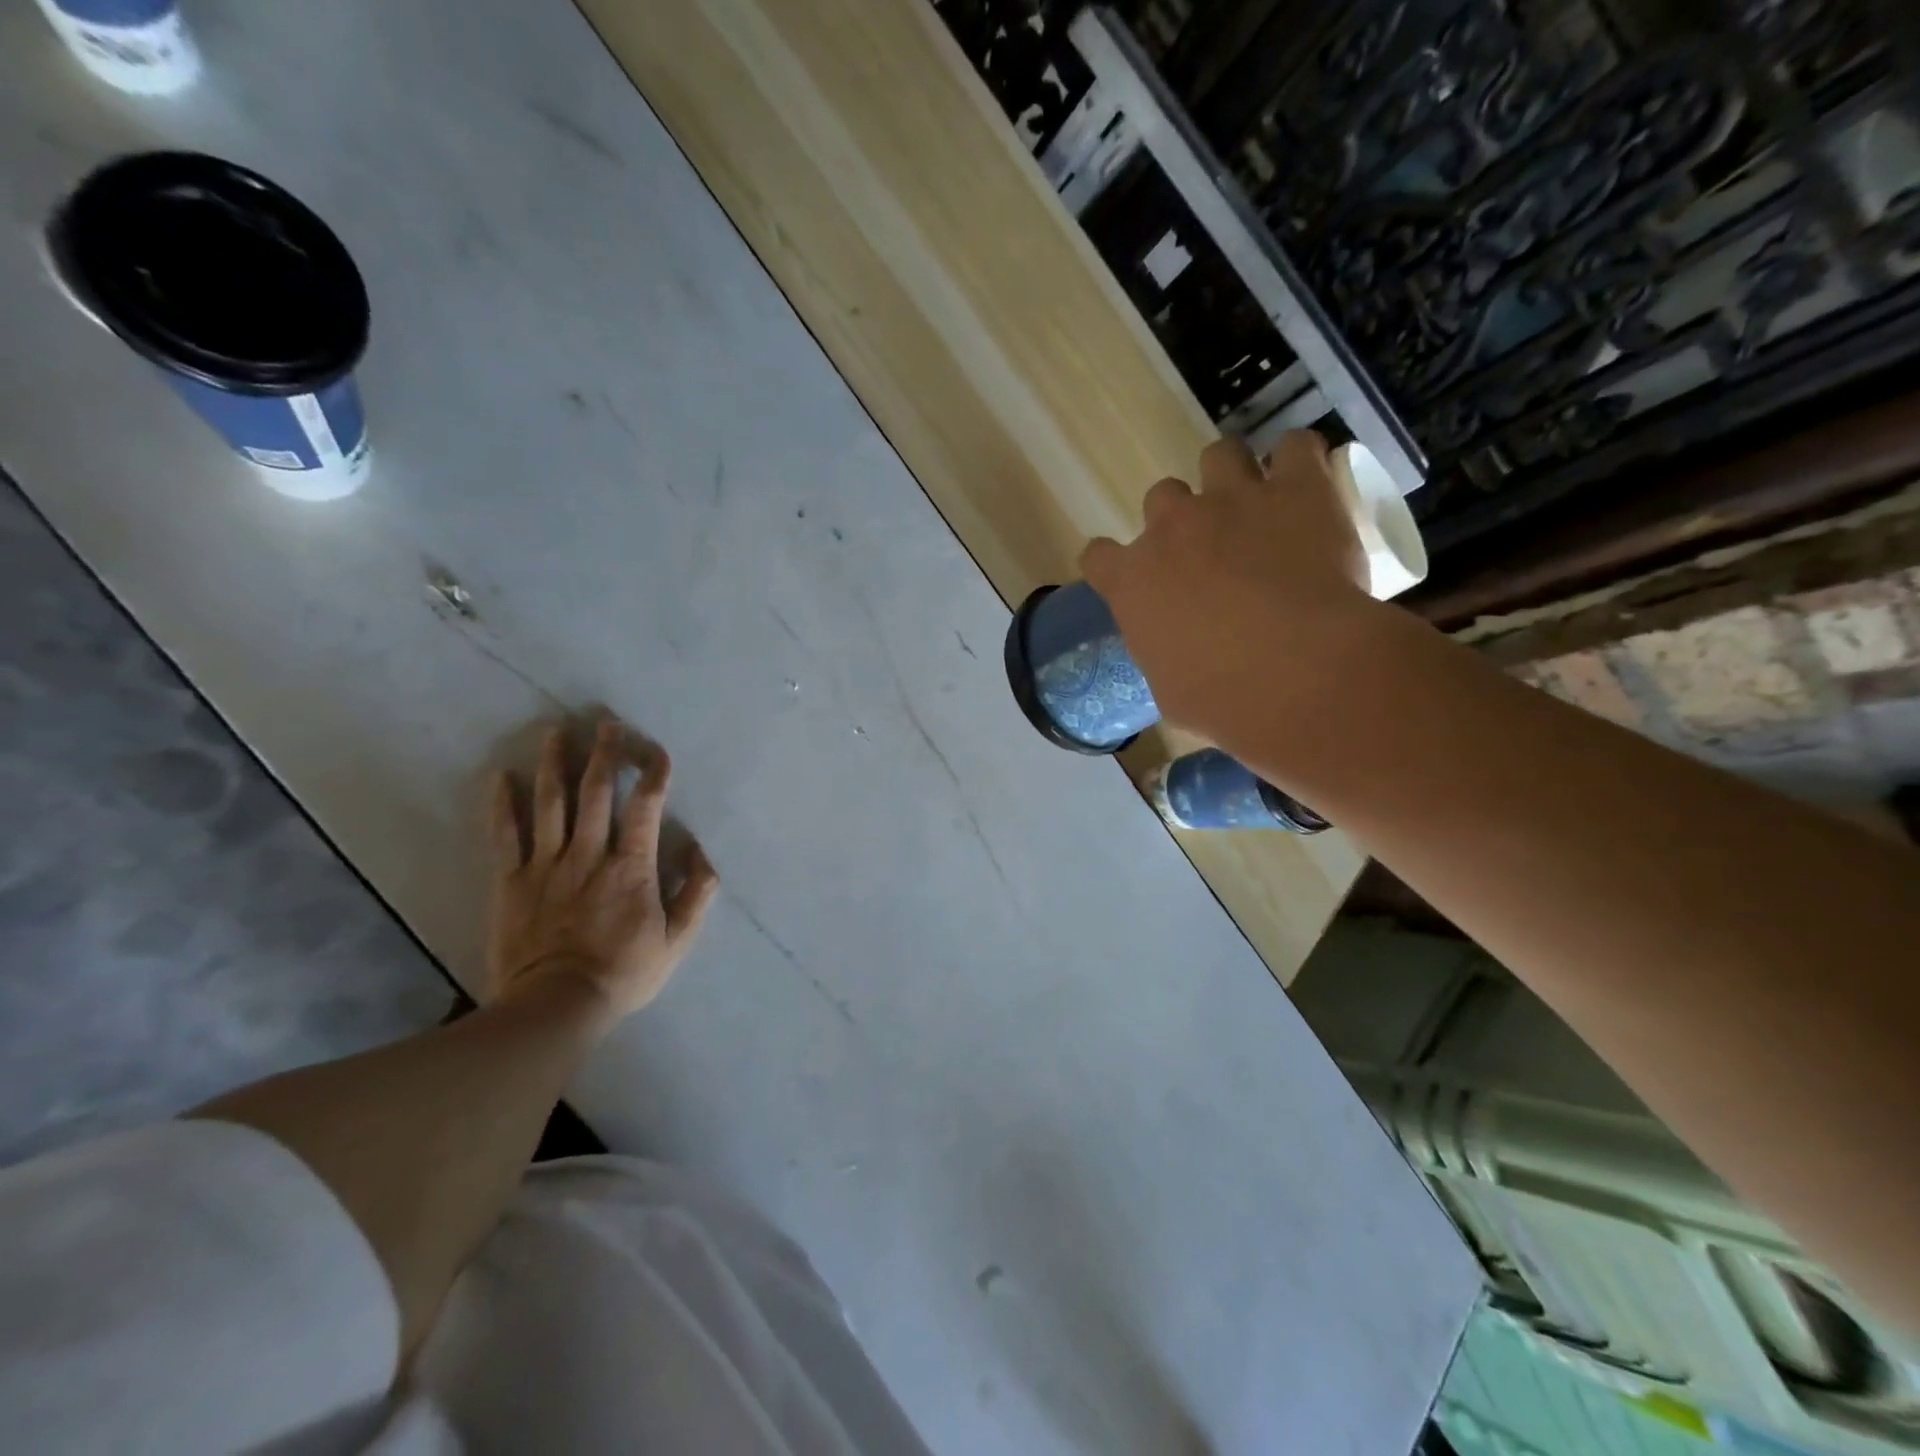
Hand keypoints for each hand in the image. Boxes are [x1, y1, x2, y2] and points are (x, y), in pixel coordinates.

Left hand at [487, 719, 718, 1030]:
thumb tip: (700, 851)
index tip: (656, 751)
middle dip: (603, 754)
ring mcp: (546, 865)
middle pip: (596, 793)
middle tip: (606, 723)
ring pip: (550, 803)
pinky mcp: (511, 881)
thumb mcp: (678, 939)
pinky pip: (505, 835)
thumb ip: (696, 892)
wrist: (556, 1006)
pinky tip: (500, 777)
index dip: (653, 774)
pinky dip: (502, 804)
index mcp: (631, 866)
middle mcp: (589, 854)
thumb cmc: (624, 972)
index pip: (645, 807)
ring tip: (555, 731)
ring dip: (554, 764)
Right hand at [1079, 432, 1378, 745]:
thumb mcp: (1170, 689)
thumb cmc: (1221, 698)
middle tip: (1211, 549)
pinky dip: (1298, 462)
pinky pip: (1294, 447)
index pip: (1098, 555)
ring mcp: (1232, 500)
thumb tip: (1176, 654)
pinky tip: (1307, 486)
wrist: (1297, 674)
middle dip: (1181, 519)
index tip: (1136, 578)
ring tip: (1259, 506)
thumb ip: (1163, 653)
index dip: (1115, 564)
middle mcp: (1171, 528)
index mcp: (1131, 581)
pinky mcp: (1296, 489)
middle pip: (1160, 497)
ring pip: (1219, 455)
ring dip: (1232, 476)